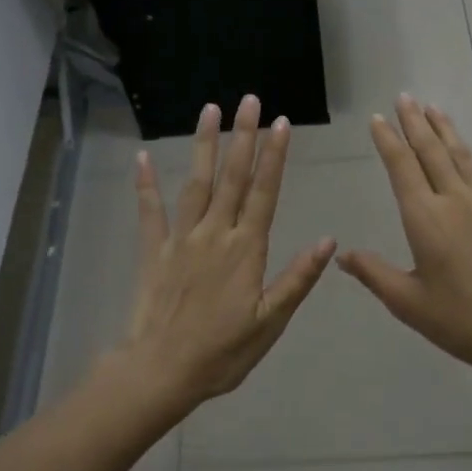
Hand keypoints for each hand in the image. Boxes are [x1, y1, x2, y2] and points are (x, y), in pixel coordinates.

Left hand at [122, 95, 336, 405]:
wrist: (161, 371)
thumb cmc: (222, 352)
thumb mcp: (270, 322)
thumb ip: (297, 279)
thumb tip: (328, 241)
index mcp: (246, 249)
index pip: (265, 193)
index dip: (274, 156)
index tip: (281, 123)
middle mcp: (215, 234)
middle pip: (233, 177)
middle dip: (243, 136)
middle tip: (248, 100)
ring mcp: (181, 239)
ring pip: (196, 183)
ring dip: (204, 145)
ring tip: (210, 110)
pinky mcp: (154, 250)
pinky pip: (150, 211)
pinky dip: (146, 184)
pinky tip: (143, 157)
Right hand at [338, 96, 471, 382]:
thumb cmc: (458, 319)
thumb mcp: (406, 301)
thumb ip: (373, 273)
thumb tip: (341, 255)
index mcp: (424, 218)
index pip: (401, 167)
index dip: (388, 140)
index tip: (378, 118)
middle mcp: (454, 201)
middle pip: (431, 152)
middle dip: (415, 123)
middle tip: (405, 97)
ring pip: (463, 157)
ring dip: (447, 131)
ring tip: (435, 108)